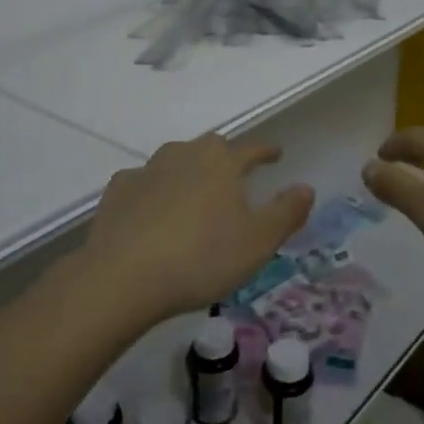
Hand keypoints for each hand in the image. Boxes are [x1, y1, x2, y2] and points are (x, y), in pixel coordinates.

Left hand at [82, 134, 313, 326]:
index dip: (266, 151)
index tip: (276, 154)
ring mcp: (147, 170)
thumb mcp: (258, 242)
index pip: (251, 149)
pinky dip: (153, 190)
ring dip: (187, 169)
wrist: (123, 276)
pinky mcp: (118, 191)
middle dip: (225, 157)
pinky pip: (143, 182)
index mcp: (221, 162)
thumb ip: (286, 213)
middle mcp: (184, 155)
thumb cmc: (201, 258)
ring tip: (194, 191)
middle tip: (233, 175)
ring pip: (174, 159)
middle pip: (210, 147)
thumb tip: (305, 187)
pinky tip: (151, 208)